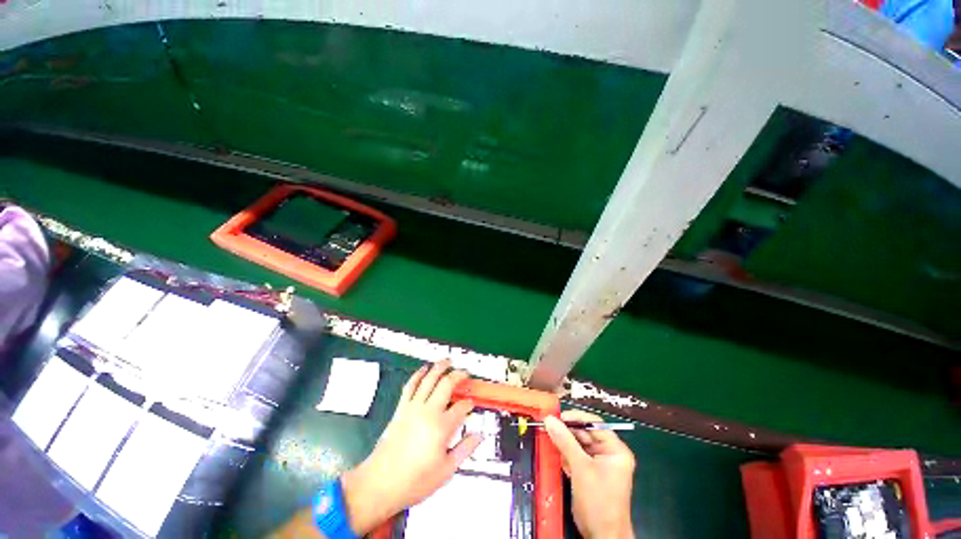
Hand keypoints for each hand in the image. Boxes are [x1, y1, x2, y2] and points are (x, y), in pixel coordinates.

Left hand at [341, 360, 480, 534]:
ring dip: (440, 367)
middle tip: (465, 373)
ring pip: (429, 379)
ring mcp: (413, 407)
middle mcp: (428, 411)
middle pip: (447, 384)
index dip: (469, 403)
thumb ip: (465, 450)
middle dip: (458, 375)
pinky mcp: (401, 408)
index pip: (462, 407)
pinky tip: (424, 368)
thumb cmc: (415, 481)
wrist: (380, 483)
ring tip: (448, 361)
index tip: (472, 404)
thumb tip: (479, 435)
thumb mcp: (446, 471)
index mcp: (442, 427)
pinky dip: (418, 374)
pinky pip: (410, 385)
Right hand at [544, 410, 635, 538]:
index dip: (575, 418)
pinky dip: (566, 456)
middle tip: (548, 427)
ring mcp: (599, 464)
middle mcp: (609, 453)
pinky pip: (576, 456)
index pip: (594, 424)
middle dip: (567, 432)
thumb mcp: (581, 468)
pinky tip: (558, 458)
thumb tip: (549, 419)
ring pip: (578, 444)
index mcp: (615, 449)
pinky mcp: (590, 473)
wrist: (601, 536)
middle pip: (585, 433)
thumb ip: (565, 441)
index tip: (556, 417)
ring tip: (550, 441)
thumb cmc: (598, 501)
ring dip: (564, 444)